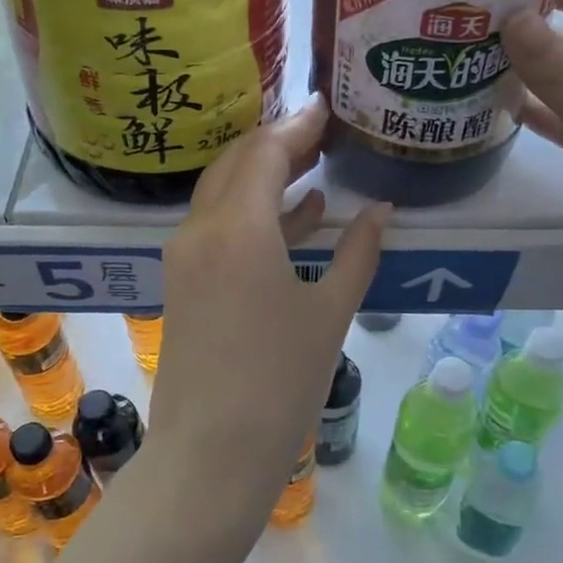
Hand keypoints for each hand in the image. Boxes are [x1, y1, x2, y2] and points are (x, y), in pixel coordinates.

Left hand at [147, 99, 389, 496]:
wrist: (210, 455)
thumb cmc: (280, 383)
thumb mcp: (330, 313)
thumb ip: (357, 252)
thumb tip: (380, 211)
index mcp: (237, 228)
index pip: (266, 153)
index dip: (298, 127)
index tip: (327, 107)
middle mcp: (201, 230)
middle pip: (236, 164)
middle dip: (278, 143)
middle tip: (322, 133)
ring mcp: (185, 257)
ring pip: (223, 194)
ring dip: (264, 176)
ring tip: (313, 165)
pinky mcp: (182, 283)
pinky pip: (218, 228)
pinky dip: (253, 214)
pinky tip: (296, 217)